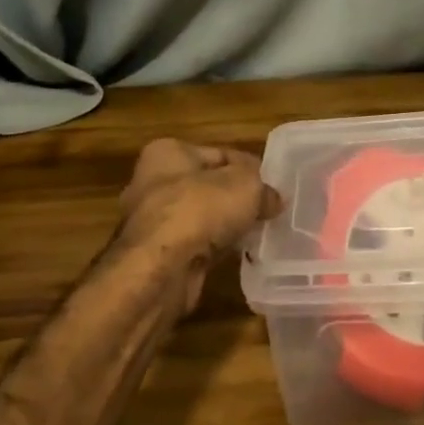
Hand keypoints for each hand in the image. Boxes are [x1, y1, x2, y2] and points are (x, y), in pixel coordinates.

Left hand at [117, 139, 279, 305]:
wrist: (160, 271)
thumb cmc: (199, 210)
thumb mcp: (246, 186)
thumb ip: (264, 188)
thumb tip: (273, 200)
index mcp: (167, 153)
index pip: (219, 153)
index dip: (248, 167)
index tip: (271, 184)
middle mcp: (151, 183)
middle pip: (207, 186)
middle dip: (235, 198)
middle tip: (266, 209)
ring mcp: (150, 223)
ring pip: (200, 218)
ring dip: (225, 225)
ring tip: (256, 232)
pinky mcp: (155, 256)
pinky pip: (193, 244)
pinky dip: (213, 248)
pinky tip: (235, 254)